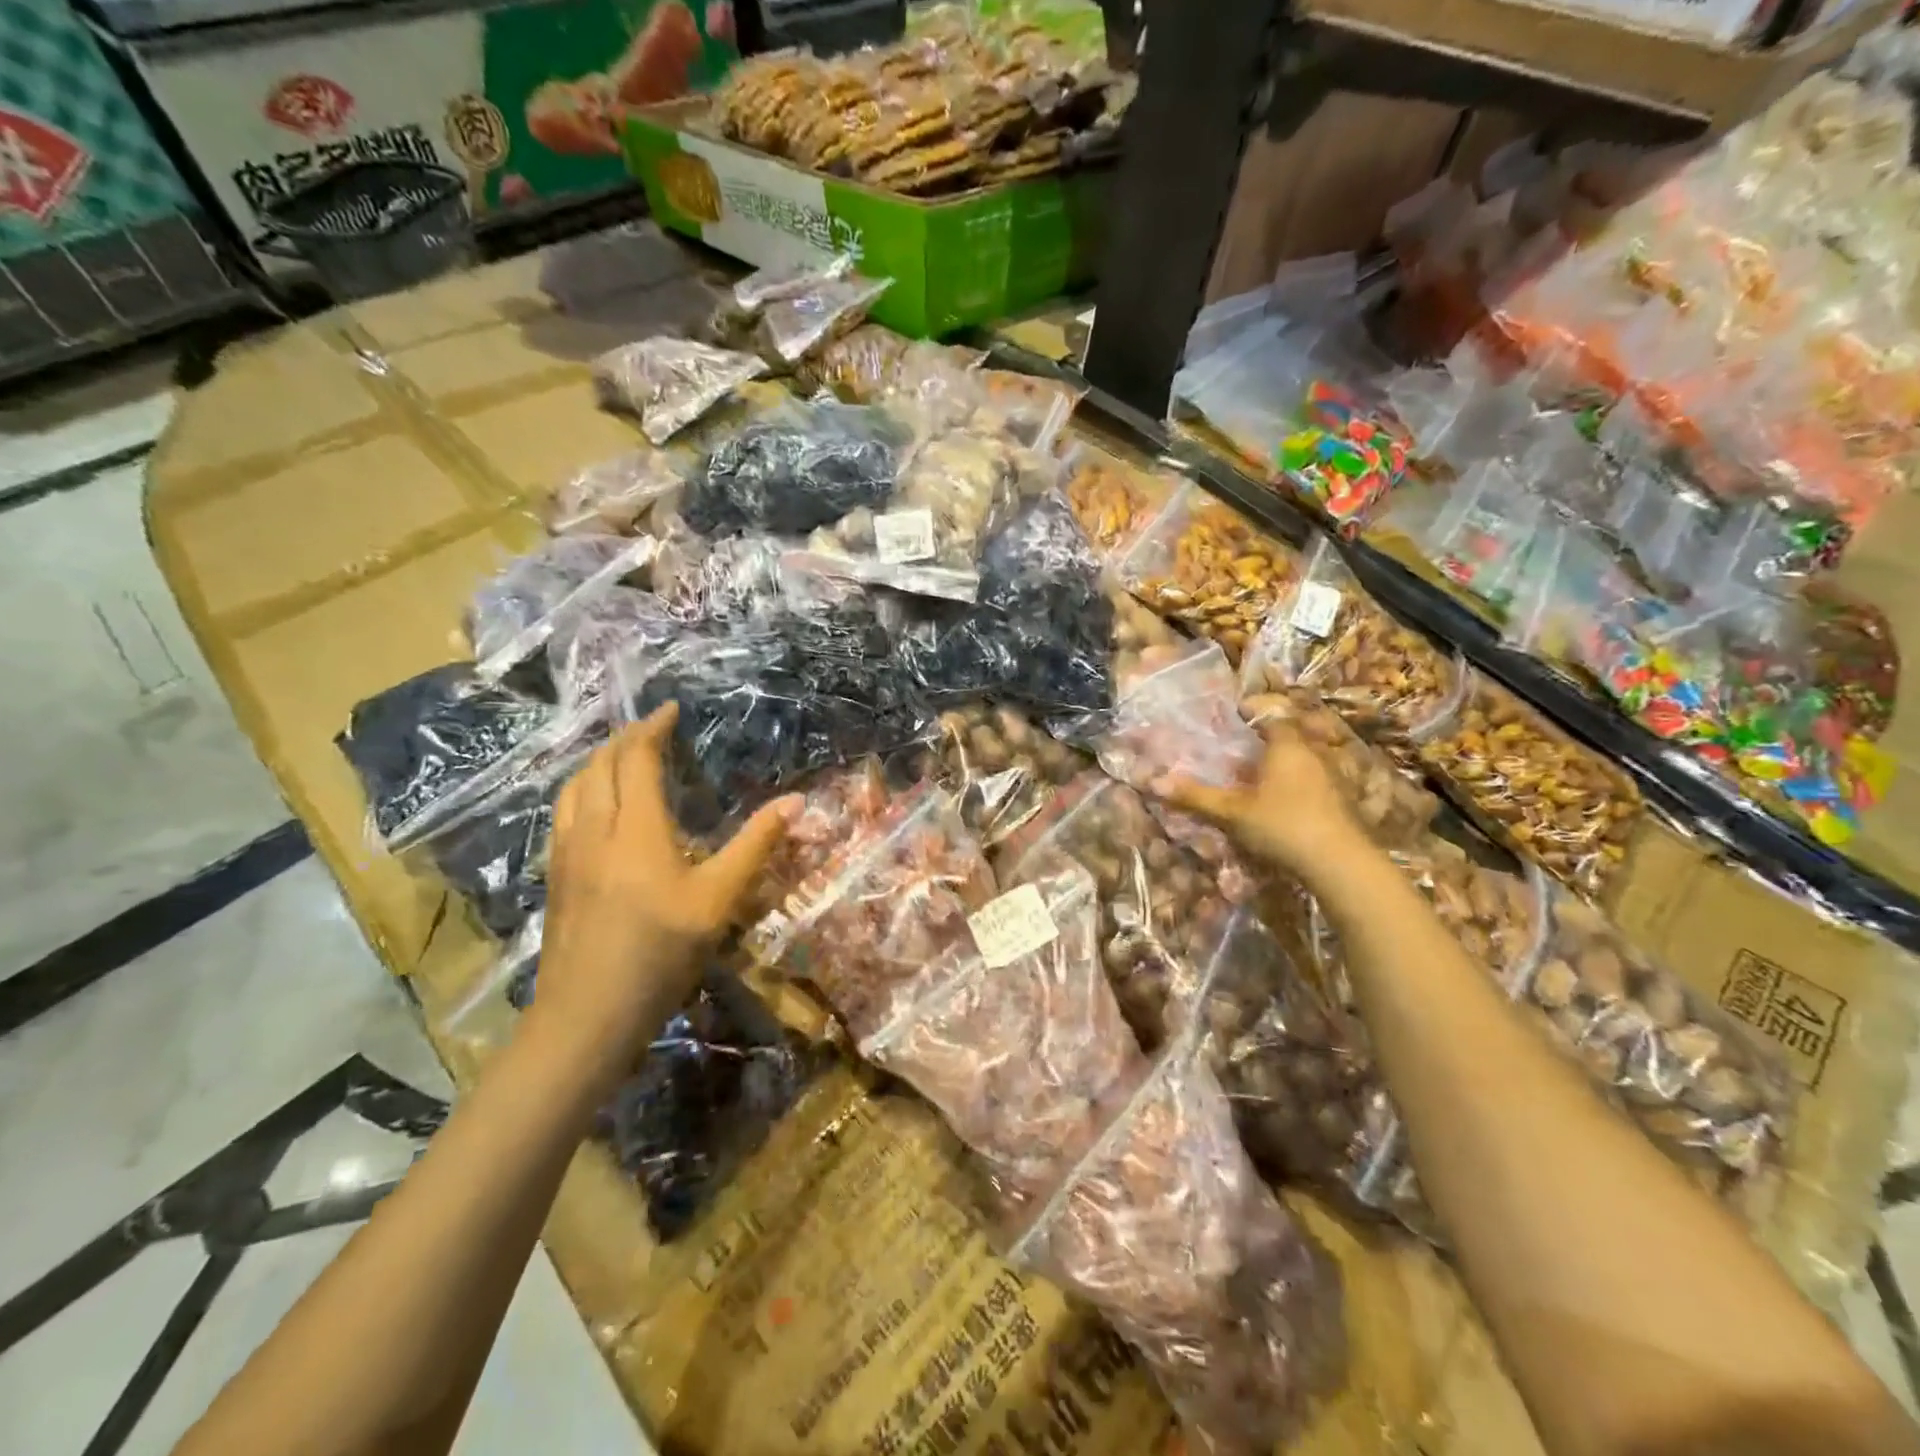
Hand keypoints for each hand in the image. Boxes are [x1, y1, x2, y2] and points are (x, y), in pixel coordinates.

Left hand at [535, 704, 794, 1049]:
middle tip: (651, 731)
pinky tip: (595, 811)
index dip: (651, 728)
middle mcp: (594, 829)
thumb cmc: (661, 952)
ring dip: (597, 762)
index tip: (671, 710)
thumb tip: (796, 802)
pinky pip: (563, 814)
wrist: (588, 1013)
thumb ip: (756, 845)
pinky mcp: (557, 878)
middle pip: (598, 765)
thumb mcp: (719, 898)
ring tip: (620, 759)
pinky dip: (581, 791)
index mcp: (635, 827)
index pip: (635, 758)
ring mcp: (567, 854)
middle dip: (623, 739)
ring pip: (572, 788)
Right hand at [1160, 719, 1368, 881]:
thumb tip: (1153, 782)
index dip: (1252, 710)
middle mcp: (1312, 752)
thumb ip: (1196, 796)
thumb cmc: (1283, 825)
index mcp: (1287, 745)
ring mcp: (1332, 776)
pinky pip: (1314, 778)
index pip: (1271, 714)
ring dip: (1283, 760)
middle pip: (1290, 733)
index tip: (1235, 712)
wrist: (1340, 863)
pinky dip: (1296, 781)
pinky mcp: (1341, 800)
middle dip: (1267, 736)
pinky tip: (1281, 799)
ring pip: (1304, 757)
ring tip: (1258, 772)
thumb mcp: (1232, 812)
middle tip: (1241, 744)